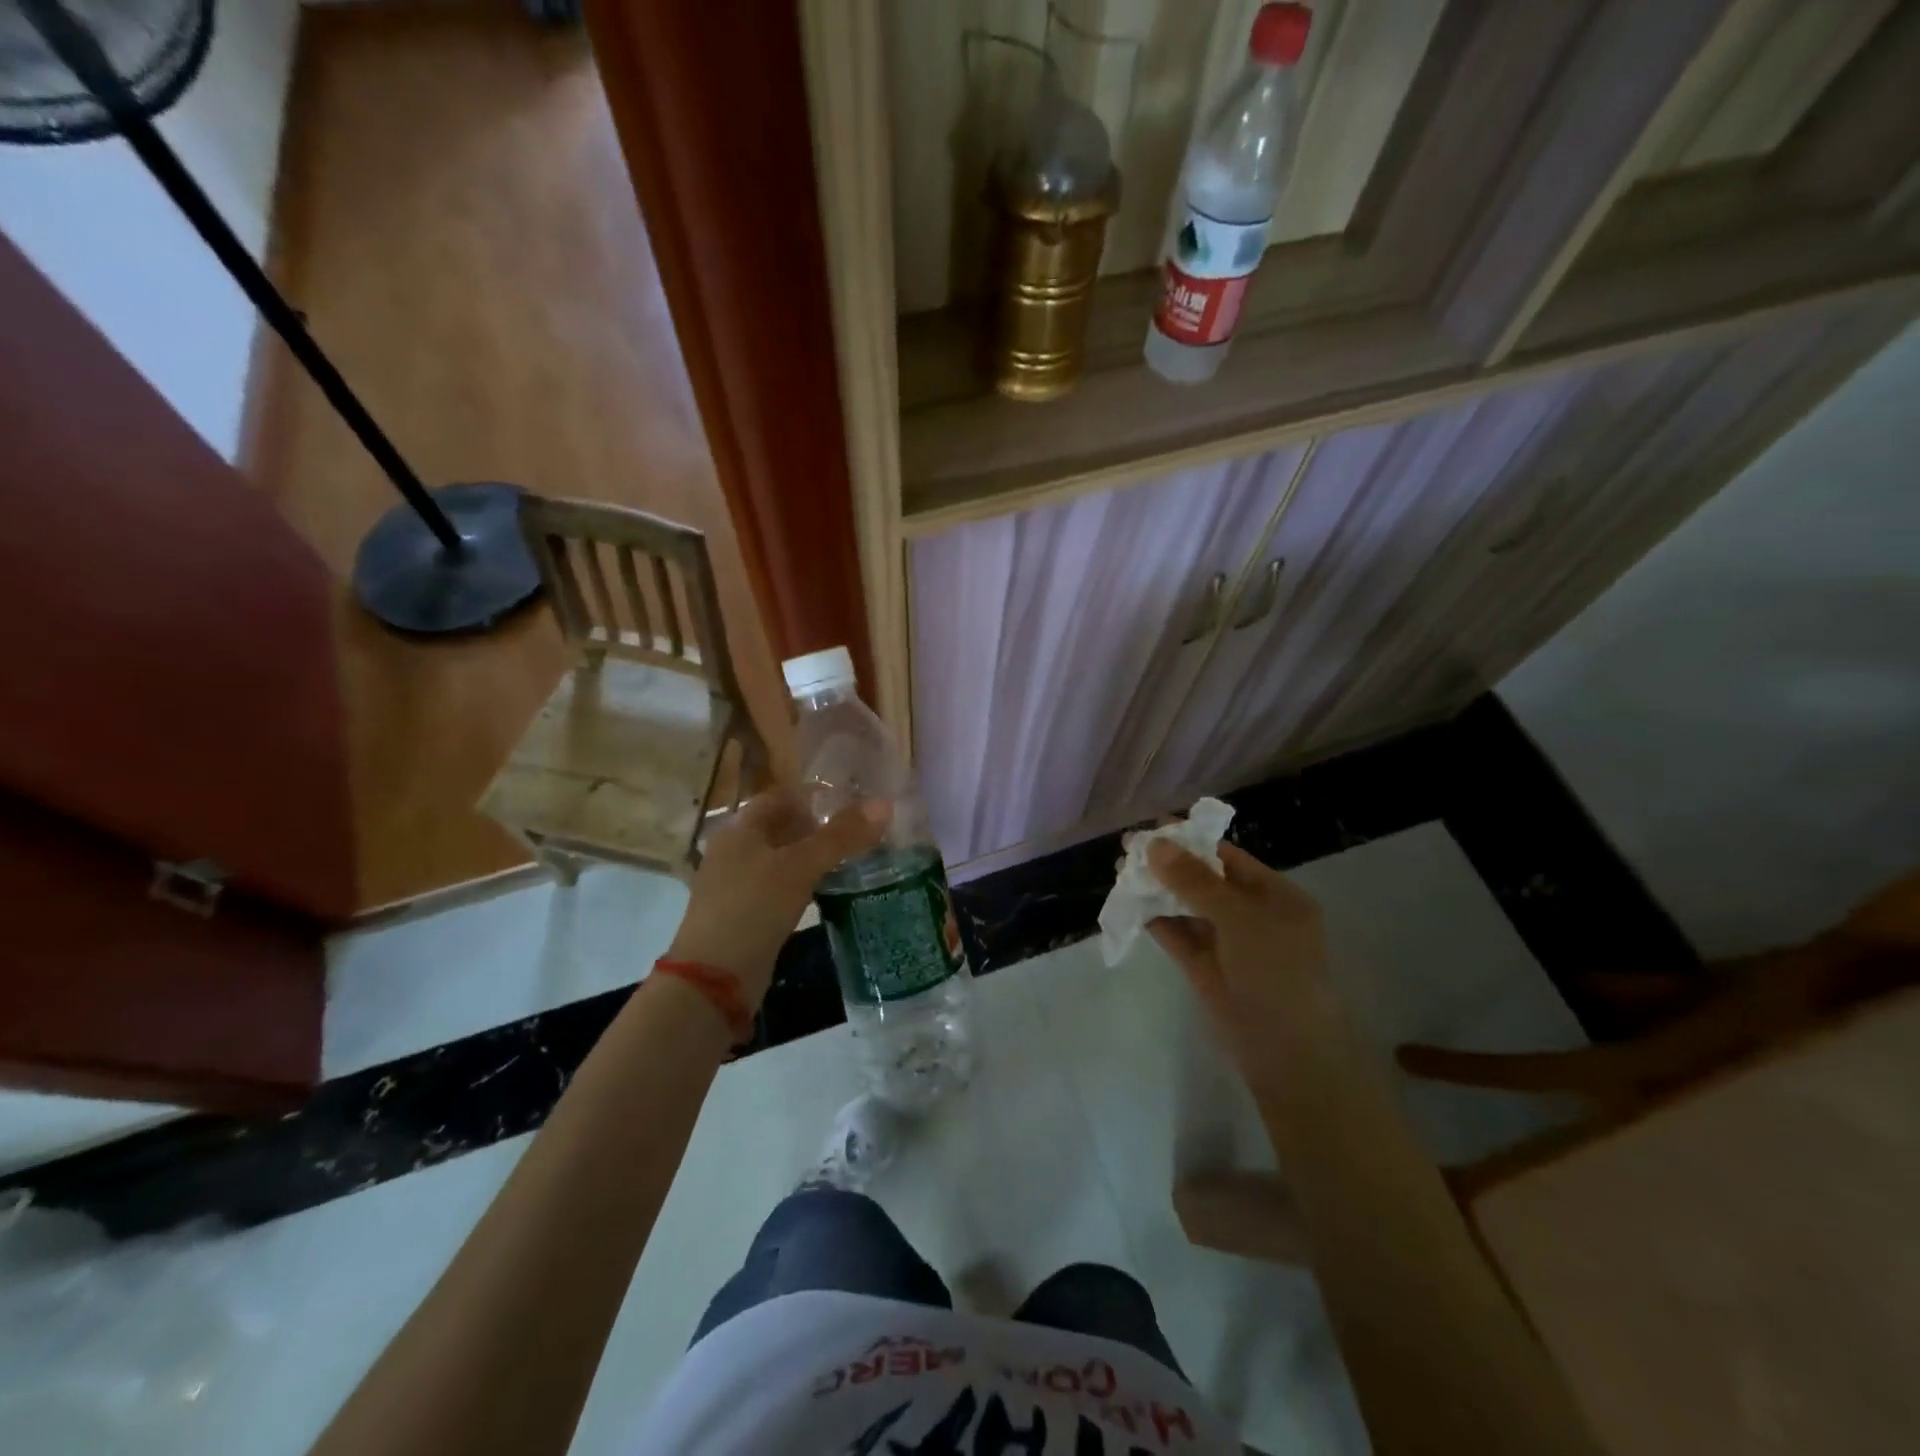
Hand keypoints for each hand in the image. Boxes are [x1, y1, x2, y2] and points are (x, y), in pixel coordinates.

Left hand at [665, 791, 888, 1006]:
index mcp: (739, 829)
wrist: (714, 980)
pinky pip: (779, 886)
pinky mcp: (745, 914)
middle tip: (859, 829)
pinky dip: (803, 882)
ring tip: (852, 856)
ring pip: (782, 858)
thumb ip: (841, 836)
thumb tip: (885, 804)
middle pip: (781, 827)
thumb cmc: (753, 908)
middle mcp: (734, 850)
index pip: (781, 797)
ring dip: (812, 856)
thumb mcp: (800, 867)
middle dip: (818, 826)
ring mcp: (737, 884)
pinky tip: (828, 888)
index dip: (815, 795)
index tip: (853, 800)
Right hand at [1146, 839, 1329, 1062]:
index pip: (1228, 858)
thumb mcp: (1240, 919)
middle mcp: (1251, 915)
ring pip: (1186, 906)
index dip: (1191, 842)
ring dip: (1156, 889)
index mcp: (1275, 897)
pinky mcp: (1204, 967)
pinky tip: (1129, 903)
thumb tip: (1154, 845)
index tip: (1153, 827)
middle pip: (1203, 880)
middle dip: (1168, 863)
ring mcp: (1226, 942)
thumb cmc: (1276, 973)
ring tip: (1121, 872)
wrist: (1286, 1054)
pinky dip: (1154, 918)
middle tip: (1128, 849)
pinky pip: (1176, 934)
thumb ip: (1194, 882)